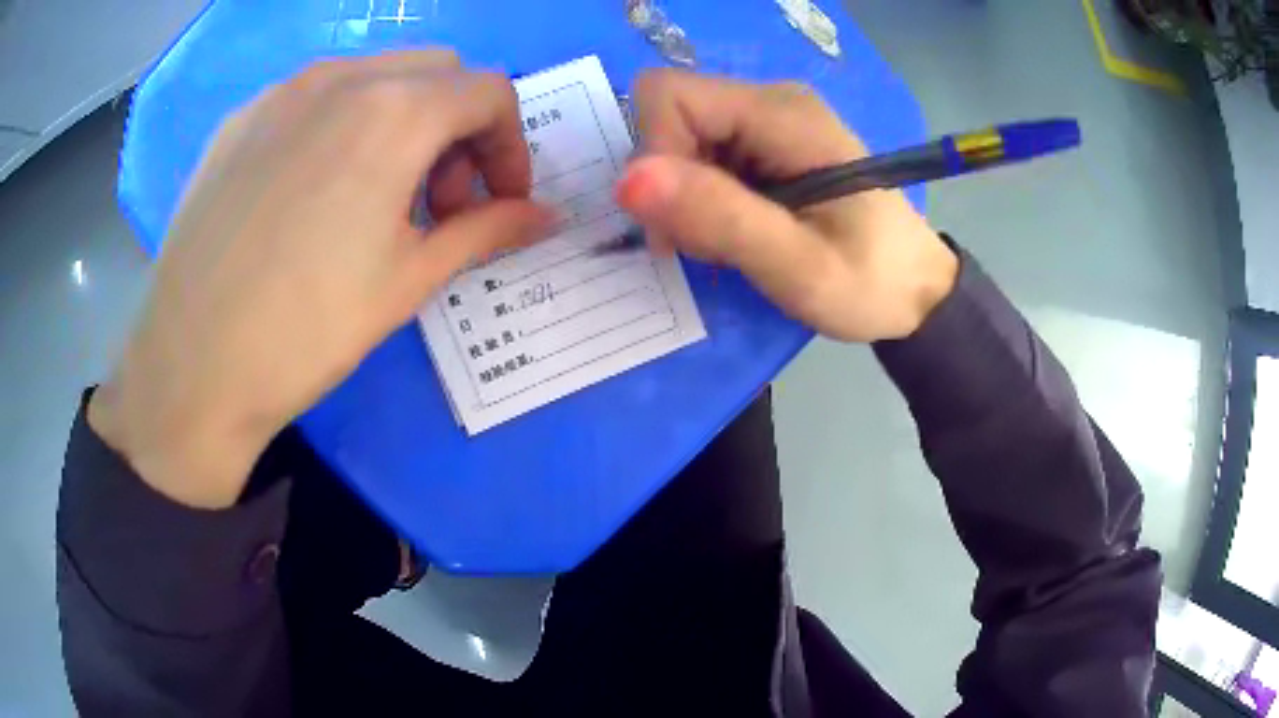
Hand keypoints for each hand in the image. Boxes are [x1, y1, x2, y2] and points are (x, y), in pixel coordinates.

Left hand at [91, 50, 553, 507]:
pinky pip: (313, 96)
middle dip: (459, 125)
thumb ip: (487, 231)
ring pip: (374, 75)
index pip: (490, 92)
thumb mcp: (410, 280)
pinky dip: (342, 123)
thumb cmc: (307, 331)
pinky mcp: (240, 119)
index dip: (510, 145)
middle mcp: (341, 78)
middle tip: (438, 199)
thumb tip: (546, 218)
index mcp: (395, 111)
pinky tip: (314, 190)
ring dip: (402, 119)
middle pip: (437, 72)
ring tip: (376, 195)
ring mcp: (281, 92)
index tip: (497, 201)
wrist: (191, 367)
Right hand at [616, 70, 957, 342]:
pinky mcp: (768, 142)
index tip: (679, 223)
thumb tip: (628, 179)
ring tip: (728, 241)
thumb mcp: (798, 266)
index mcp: (781, 114)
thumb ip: (719, 218)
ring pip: (681, 135)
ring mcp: (770, 119)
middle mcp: (772, 101)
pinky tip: (735, 229)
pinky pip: (704, 152)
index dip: (654, 155)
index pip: (668, 96)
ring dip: (686, 195)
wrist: (917, 292)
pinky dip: (702, 196)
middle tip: (704, 241)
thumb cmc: (870, 283)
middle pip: (671, 113)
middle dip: (669, 182)